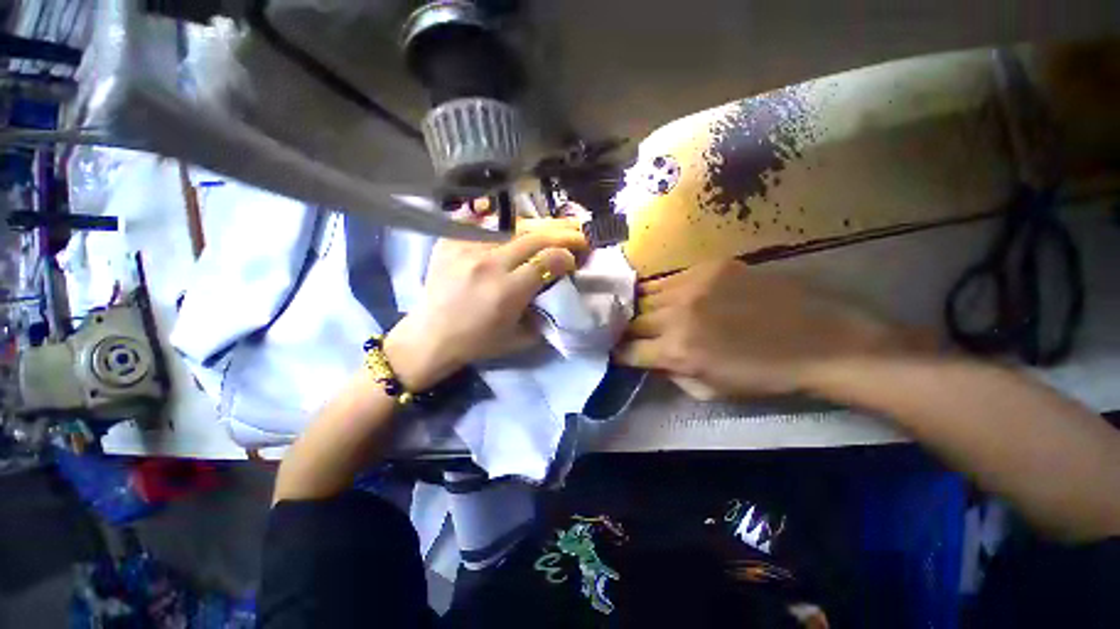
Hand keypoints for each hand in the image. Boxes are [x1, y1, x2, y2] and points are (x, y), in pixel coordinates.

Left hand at [385, 220, 588, 389]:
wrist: (431, 336)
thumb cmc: (478, 342)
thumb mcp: (520, 338)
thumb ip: (544, 314)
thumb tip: (558, 291)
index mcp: (508, 291)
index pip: (548, 260)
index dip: (567, 256)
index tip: (571, 260)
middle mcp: (489, 264)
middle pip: (534, 238)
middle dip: (560, 234)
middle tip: (572, 235)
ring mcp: (466, 248)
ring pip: (511, 227)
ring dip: (534, 230)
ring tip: (546, 230)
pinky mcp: (450, 242)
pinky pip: (482, 223)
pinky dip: (501, 223)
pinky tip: (511, 223)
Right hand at [616, 259, 921, 397]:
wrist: (821, 341)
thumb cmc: (765, 377)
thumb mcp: (711, 391)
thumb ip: (671, 374)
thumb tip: (649, 358)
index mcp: (678, 352)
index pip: (628, 350)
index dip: (618, 353)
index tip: (616, 352)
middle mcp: (677, 315)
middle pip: (632, 320)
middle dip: (627, 330)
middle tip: (630, 333)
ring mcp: (693, 285)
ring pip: (646, 294)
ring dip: (642, 308)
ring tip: (646, 313)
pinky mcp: (710, 266)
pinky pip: (670, 278)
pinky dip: (664, 291)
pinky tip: (672, 297)